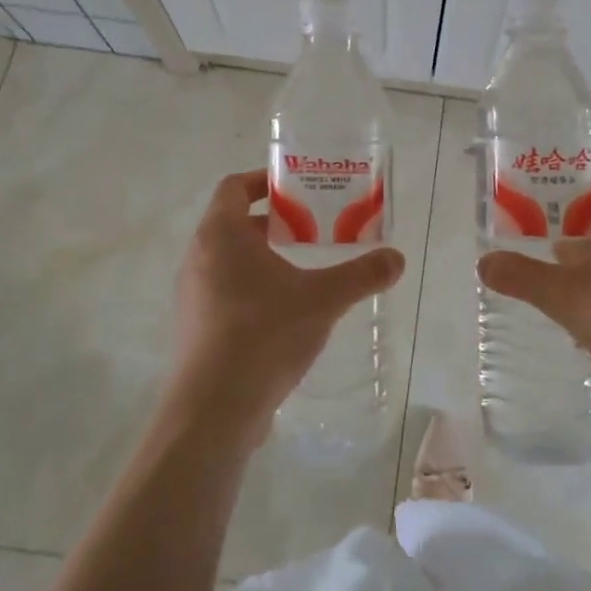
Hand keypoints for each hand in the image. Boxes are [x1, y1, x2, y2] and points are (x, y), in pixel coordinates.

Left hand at [167, 169, 404, 445]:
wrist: (214, 410)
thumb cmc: (264, 334)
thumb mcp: (323, 299)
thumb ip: (362, 275)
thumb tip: (397, 259)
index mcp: (220, 235)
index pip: (234, 186)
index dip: (264, 180)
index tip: (297, 188)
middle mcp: (199, 258)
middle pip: (234, 222)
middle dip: (274, 222)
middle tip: (312, 228)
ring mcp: (192, 295)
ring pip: (229, 260)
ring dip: (263, 256)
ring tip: (304, 269)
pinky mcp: (196, 328)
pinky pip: (224, 291)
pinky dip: (252, 288)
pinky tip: (285, 312)